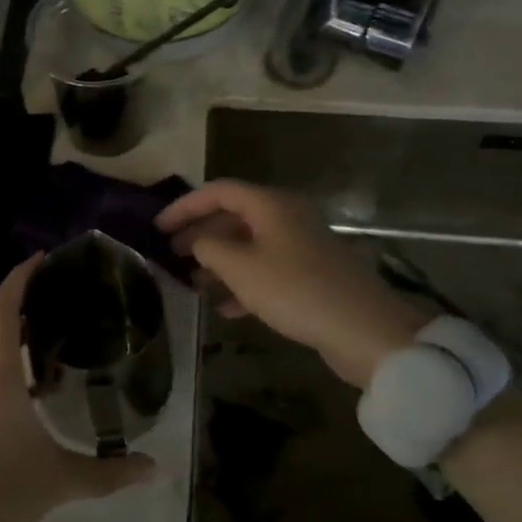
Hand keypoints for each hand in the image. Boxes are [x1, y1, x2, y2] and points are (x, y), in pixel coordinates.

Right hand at [155, 179, 423, 388]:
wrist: (364, 330)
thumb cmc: (295, 290)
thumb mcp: (240, 267)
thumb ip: (208, 247)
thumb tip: (198, 242)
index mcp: (270, 205)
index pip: (218, 191)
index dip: (184, 206)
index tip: (157, 227)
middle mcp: (286, 218)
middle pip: (233, 217)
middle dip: (200, 234)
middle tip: (170, 253)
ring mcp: (300, 248)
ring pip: (248, 246)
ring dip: (218, 261)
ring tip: (192, 282)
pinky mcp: (310, 276)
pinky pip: (266, 271)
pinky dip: (242, 283)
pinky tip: (225, 308)